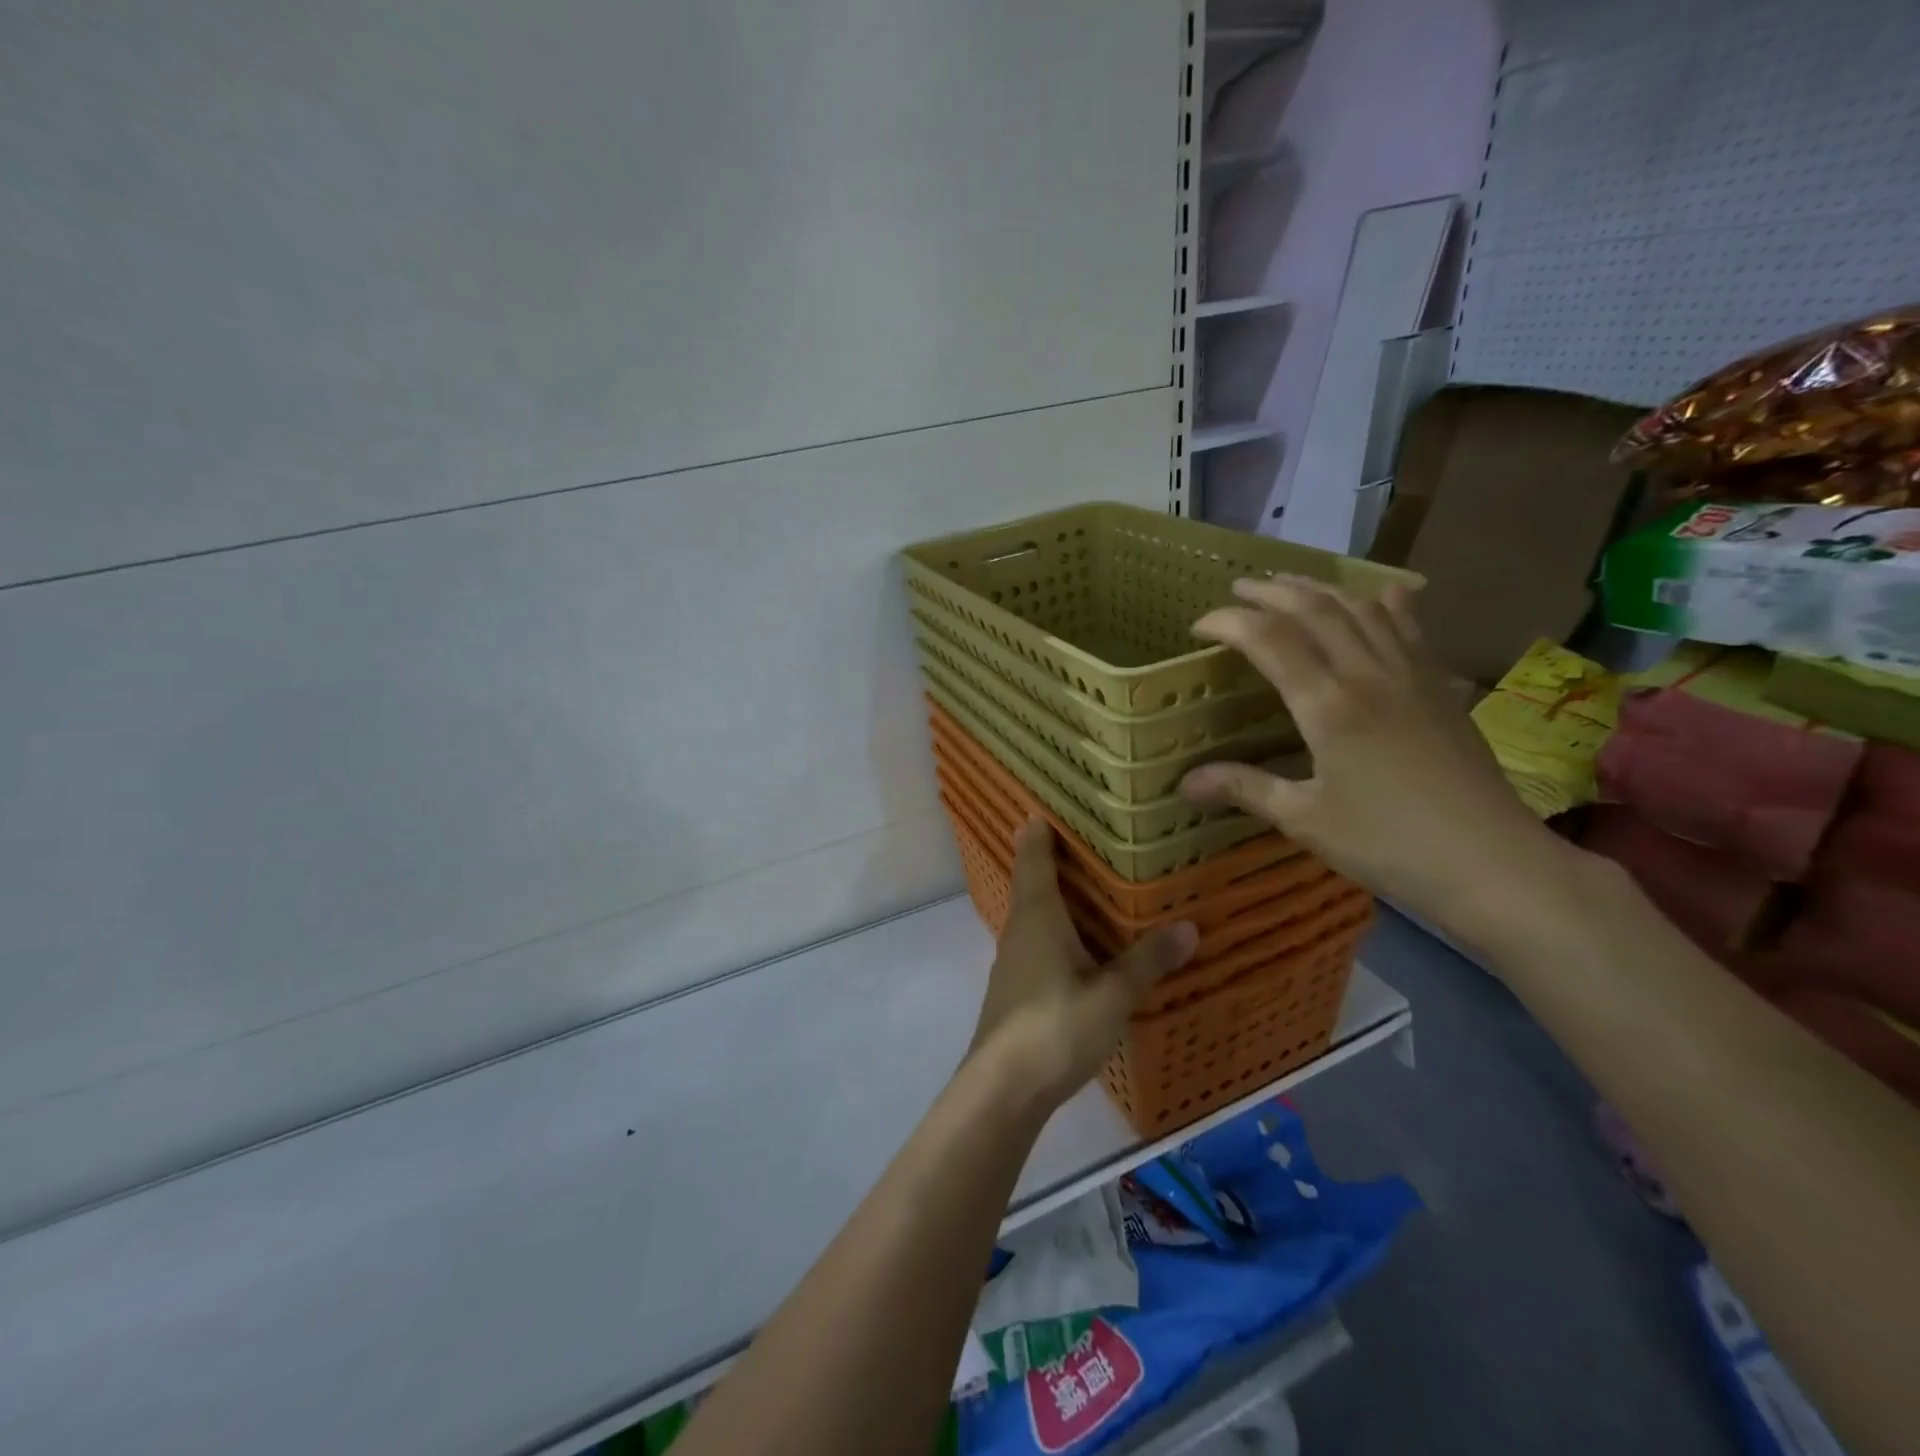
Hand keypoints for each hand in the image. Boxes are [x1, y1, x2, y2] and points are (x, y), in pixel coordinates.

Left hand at [970, 820, 1197, 1110]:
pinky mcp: (1015, 989)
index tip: (1041, 807)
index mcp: (1038, 916)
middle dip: (1047, 860)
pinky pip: (1035, 942)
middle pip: (1030, 883)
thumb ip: (1148, 961)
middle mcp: (1020, 929)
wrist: (1004, 1086)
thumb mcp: (1112, 994)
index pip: (1033, 859)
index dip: (1037, 833)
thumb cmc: (1056, 1026)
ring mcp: (1013, 961)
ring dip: (1050, 896)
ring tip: (1084, 887)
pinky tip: (1074, 945)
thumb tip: (1189, 927)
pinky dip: (1053, 930)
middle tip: (1077, 839)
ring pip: (1032, 915)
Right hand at [1179, 577, 1561, 942]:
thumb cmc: (1388, 844)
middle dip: (1270, 592)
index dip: (1228, 622)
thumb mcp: (1305, 819)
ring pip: (1361, 608)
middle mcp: (1368, 674)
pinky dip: (1386, 603)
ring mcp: (1412, 675)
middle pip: (1314, 608)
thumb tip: (1184, 783)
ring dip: (1320, 588)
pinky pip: (1410, 627)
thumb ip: (1245, 788)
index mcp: (1328, 705)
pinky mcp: (1441, 686)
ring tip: (1291, 585)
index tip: (1199, 627)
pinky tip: (1382, 594)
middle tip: (1238, 589)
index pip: (1268, 639)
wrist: (1492, 862)